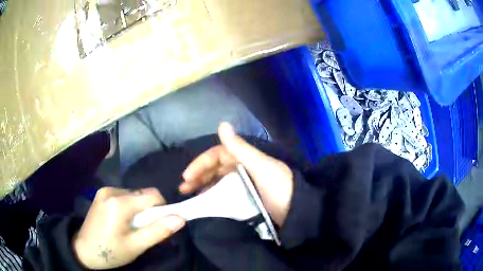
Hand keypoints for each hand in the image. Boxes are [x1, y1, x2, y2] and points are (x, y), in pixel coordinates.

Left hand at [73, 187, 184, 269]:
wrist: (84, 250)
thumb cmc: (111, 251)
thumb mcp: (136, 246)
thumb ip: (158, 231)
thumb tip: (180, 218)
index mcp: (119, 203)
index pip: (153, 195)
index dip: (163, 208)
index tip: (160, 225)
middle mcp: (112, 190)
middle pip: (143, 194)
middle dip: (150, 211)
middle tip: (143, 230)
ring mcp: (105, 190)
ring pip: (134, 195)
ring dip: (139, 209)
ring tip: (132, 227)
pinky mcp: (101, 194)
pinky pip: (124, 196)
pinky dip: (129, 207)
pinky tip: (122, 221)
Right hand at [180, 122, 293, 226]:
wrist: (297, 210)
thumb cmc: (278, 186)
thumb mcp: (260, 166)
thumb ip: (240, 147)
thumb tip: (222, 123)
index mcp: (246, 157)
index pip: (218, 154)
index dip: (201, 163)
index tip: (187, 175)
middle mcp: (243, 167)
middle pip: (216, 168)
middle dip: (198, 175)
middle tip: (184, 188)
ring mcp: (244, 183)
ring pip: (218, 180)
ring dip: (203, 185)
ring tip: (190, 194)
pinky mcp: (246, 197)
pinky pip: (225, 193)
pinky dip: (213, 195)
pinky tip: (205, 201)